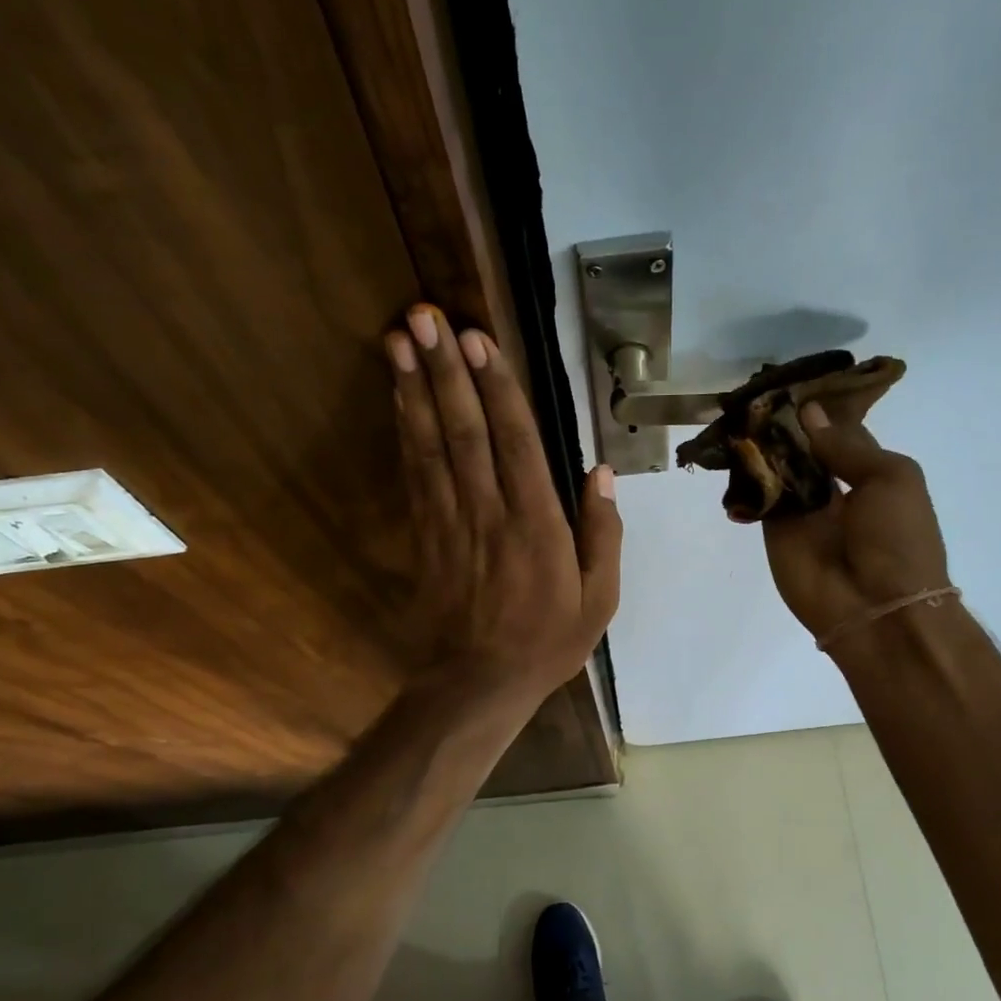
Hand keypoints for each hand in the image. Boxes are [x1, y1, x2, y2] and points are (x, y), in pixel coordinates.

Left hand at [386, 303, 621, 712]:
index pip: (516, 442)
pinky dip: (404, 431)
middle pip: (465, 430)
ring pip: (430, 444)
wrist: (477, 684)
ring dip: (415, 389)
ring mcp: (450, 522)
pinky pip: (413, 475)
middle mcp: (489, 511)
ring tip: (400, 338)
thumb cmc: (546, 642)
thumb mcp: (599, 600)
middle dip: (445, 369)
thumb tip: (602, 473)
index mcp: (537, 525)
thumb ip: (603, 535)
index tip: (478, 339)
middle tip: (424, 315)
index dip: (496, 388)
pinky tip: (398, 398)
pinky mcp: (424, 536)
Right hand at [762, 402, 949, 645]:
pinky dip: (745, 479)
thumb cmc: (899, 539)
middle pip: (802, 448)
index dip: (818, 408)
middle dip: (782, 424)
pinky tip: (731, 452)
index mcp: (870, 472)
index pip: (838, 431)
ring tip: (739, 413)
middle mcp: (833, 488)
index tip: (792, 380)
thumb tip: (808, 412)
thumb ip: (846, 446)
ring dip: (761, 446)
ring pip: (777, 470)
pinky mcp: (774, 532)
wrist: (876, 608)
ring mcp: (802, 511)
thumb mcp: (889, 478)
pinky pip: (758, 499)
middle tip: (755, 393)